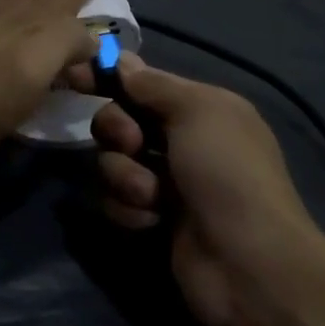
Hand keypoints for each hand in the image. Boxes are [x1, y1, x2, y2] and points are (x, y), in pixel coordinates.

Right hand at [78, 54, 320, 325]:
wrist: (249, 265)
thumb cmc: (227, 173)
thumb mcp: (197, 111)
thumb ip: (153, 84)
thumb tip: (122, 60)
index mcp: (200, 109)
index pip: (142, 82)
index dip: (108, 77)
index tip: (75, 77)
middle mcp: (181, 142)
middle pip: (119, 119)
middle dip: (117, 129)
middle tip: (133, 144)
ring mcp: (166, 183)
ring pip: (112, 162)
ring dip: (125, 176)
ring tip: (153, 197)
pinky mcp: (152, 220)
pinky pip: (115, 201)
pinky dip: (129, 209)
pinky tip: (153, 221)